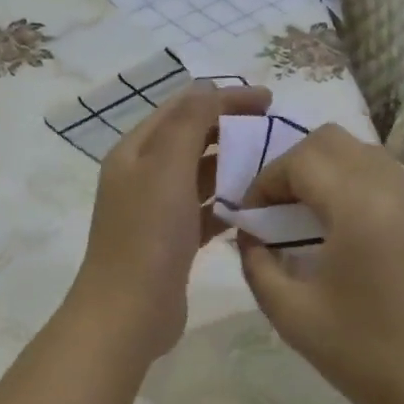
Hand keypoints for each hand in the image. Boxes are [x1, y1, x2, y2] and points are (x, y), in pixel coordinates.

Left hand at [67, 81, 273, 361]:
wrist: (128, 313)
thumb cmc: (148, 236)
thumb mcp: (166, 168)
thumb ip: (189, 124)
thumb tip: (210, 90)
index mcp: (135, 152)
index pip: (182, 108)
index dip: (224, 98)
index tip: (269, 100)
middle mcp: (142, 176)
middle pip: (190, 139)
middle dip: (230, 129)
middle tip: (275, 131)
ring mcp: (157, 211)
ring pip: (200, 176)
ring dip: (232, 166)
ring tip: (273, 165)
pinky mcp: (173, 242)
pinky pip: (205, 212)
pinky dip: (228, 204)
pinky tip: (256, 207)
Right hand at [236, 125, 403, 403]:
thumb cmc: (362, 353)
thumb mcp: (291, 313)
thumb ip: (257, 264)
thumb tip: (250, 238)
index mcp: (360, 206)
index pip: (302, 159)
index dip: (266, 180)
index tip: (250, 217)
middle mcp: (396, 189)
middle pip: (334, 141)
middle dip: (294, 166)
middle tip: (276, 210)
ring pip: (365, 155)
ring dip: (328, 173)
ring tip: (307, 219)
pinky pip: (389, 178)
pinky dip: (357, 186)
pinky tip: (345, 232)